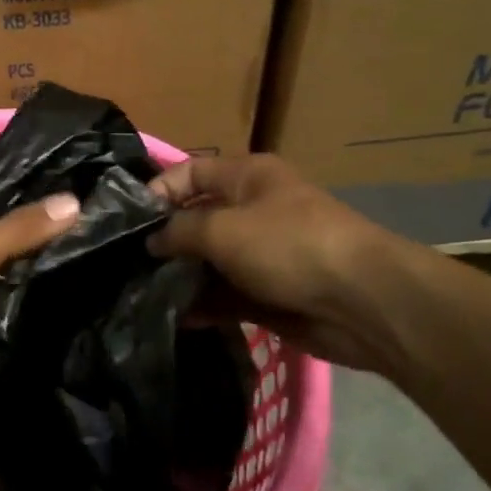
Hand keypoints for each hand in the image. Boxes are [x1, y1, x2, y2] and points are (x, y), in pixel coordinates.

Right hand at [149, 154, 408, 373]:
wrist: (364, 303)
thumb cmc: (288, 245)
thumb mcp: (222, 228)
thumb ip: (178, 231)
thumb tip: (152, 241)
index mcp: (247, 176)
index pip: (189, 172)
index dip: (158, 191)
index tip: (127, 221)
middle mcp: (253, 210)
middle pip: (197, 219)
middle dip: (165, 240)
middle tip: (126, 262)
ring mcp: (263, 254)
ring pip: (210, 261)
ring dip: (181, 276)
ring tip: (142, 292)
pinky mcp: (270, 294)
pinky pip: (226, 295)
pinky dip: (204, 304)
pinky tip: (175, 317)